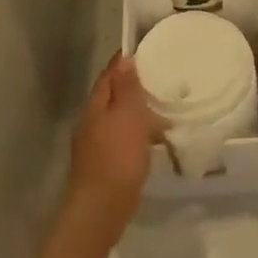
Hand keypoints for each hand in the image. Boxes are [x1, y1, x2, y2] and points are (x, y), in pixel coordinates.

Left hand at [66, 54, 156, 244]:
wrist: (101, 209)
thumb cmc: (117, 157)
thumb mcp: (127, 116)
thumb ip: (127, 88)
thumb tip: (125, 59)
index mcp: (96, 106)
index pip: (110, 74)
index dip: (125, 61)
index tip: (148, 49)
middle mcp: (93, 121)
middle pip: (113, 95)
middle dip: (134, 84)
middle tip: (162, 75)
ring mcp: (98, 144)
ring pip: (119, 117)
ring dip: (138, 110)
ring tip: (165, 105)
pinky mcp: (107, 163)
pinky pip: (125, 137)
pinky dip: (139, 132)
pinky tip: (154, 137)